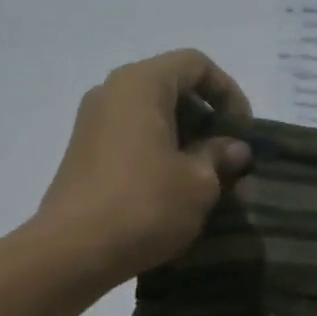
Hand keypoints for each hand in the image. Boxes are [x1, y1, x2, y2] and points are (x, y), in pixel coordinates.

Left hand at [34, 49, 253, 284]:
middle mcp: (112, 92)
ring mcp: (93, 122)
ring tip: (206, 177)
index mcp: (141, 84)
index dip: (228, 92)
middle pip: (171, 87)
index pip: (195, 64)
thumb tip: (234, 148)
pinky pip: (132, 137)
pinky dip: (159, 152)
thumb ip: (220, 156)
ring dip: (185, 139)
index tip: (243, 131)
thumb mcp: (199, 182)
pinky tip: (174, 189)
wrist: (73, 251)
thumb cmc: (145, 205)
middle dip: (207, 118)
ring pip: (151, 115)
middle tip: (228, 156)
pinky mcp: (85, 153)